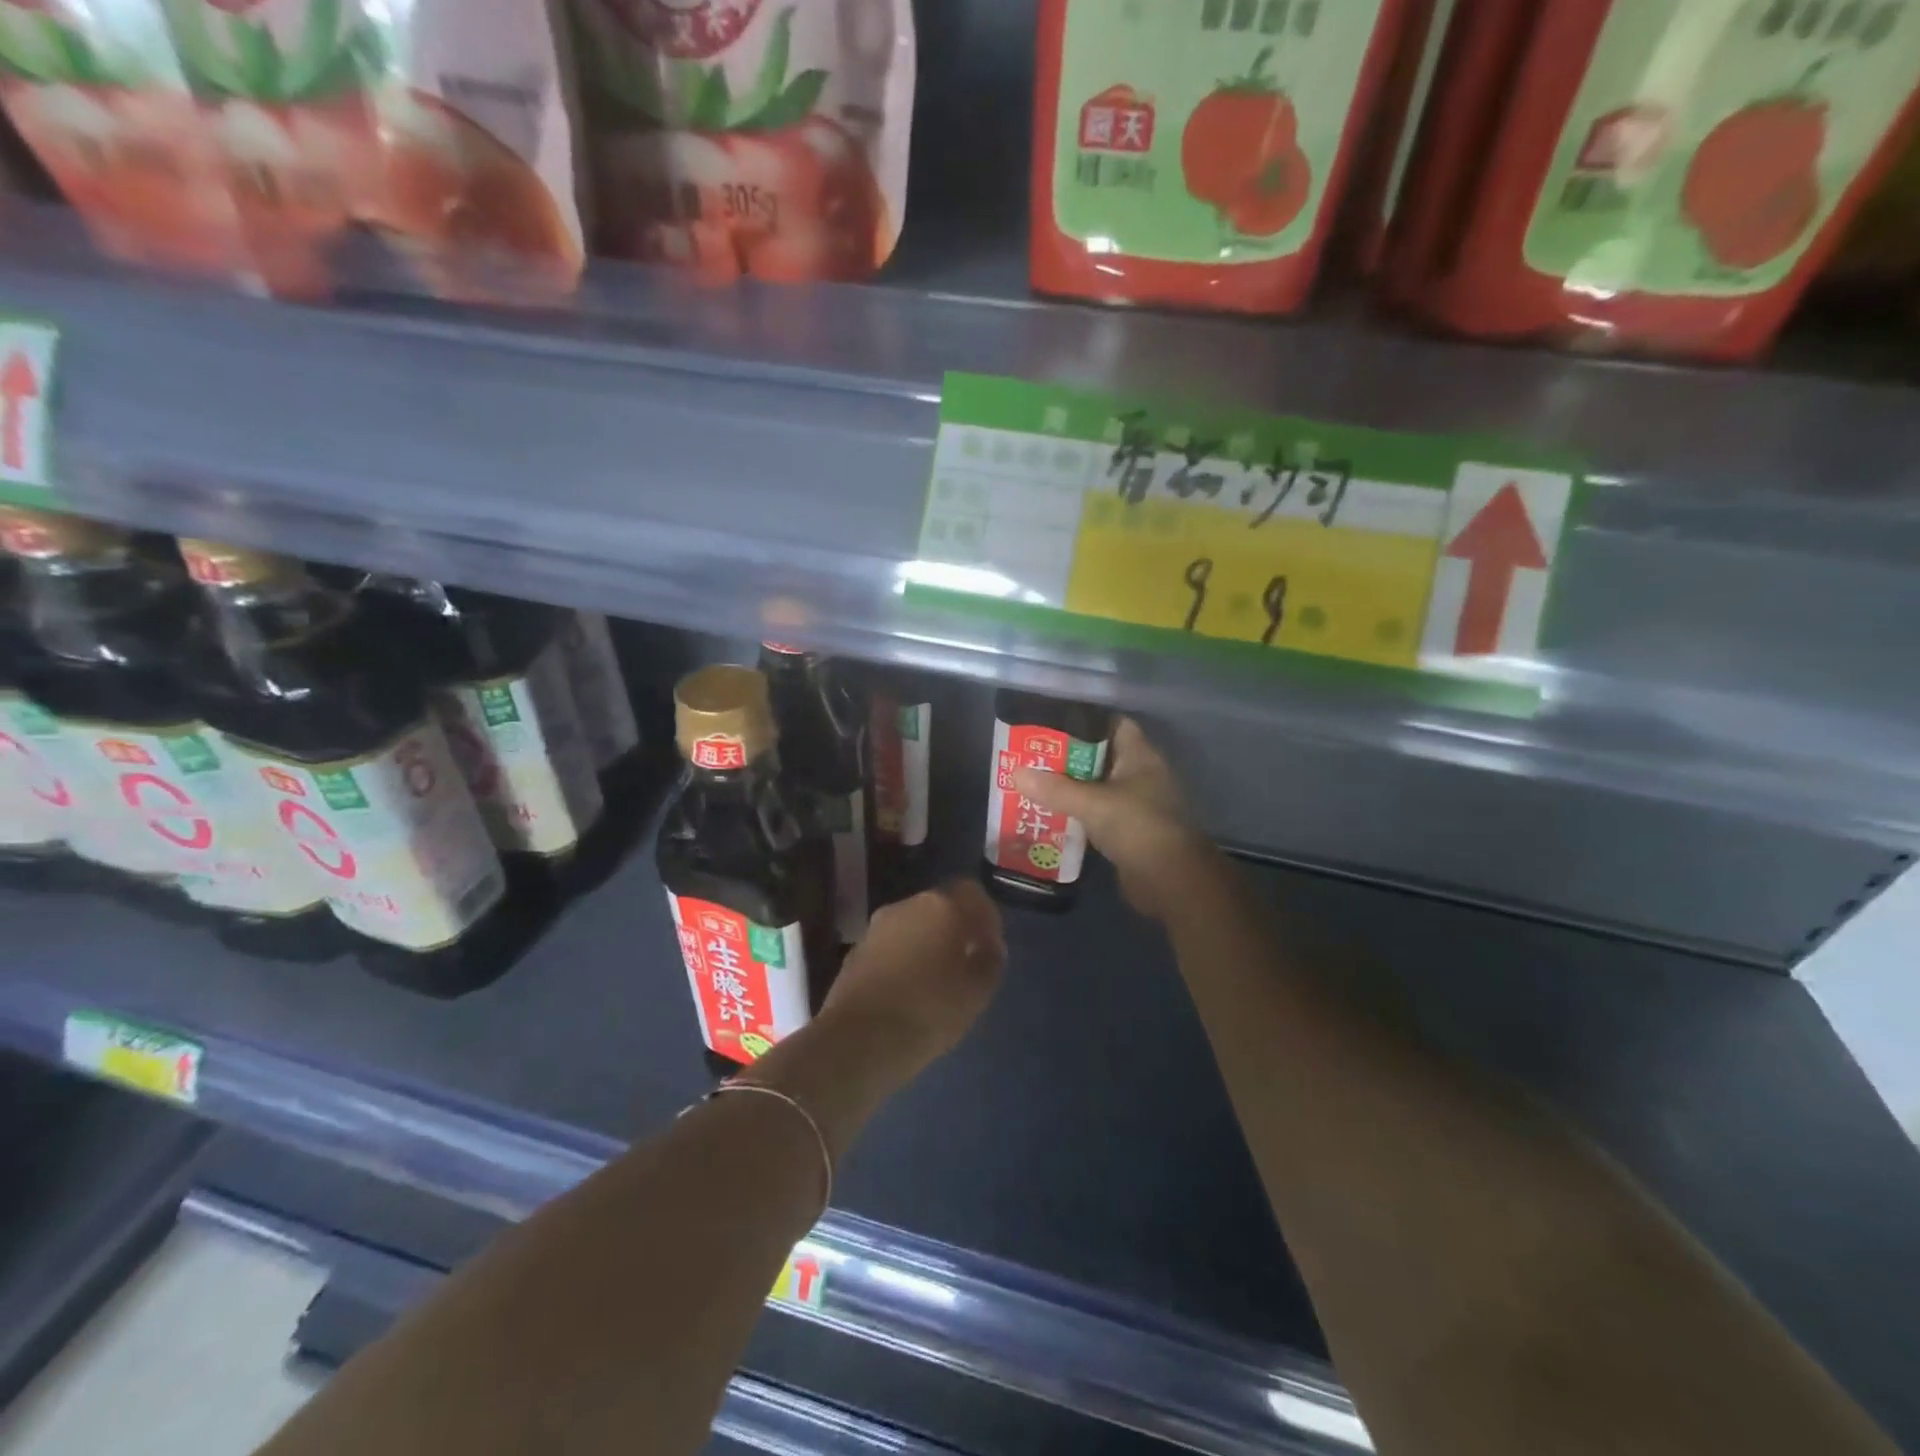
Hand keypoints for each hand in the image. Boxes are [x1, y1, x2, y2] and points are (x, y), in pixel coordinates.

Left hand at [819, 879, 1006, 1073]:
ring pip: (912, 927)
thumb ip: (990, 961)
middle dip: (954, 930)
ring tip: (936, 981)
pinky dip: (903, 960)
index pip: (973, 893)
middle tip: (966, 964)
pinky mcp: (855, 952)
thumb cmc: (929, 1010)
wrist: (858, 1039)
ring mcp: (876, 927)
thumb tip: (988, 946)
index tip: (992, 946)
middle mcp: (907, 906)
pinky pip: (890, 947)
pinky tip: (907, 992)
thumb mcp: (977, 991)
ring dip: (926, 945)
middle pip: (940, 907)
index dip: (986, 917)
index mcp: (942, 907)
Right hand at [1014, 718, 1215, 921]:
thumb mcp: (1091, 803)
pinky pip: (1098, 814)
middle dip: (1068, 758)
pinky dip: (1078, 814)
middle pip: (1100, 757)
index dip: (1084, 721)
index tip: (1050, 725)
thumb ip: (1054, 789)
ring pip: (1098, 787)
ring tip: (1034, 785)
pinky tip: (1050, 816)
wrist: (1171, 880)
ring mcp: (1137, 804)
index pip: (1113, 724)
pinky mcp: (1130, 831)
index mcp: (1140, 756)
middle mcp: (1141, 775)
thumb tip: (1016, 773)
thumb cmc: (1136, 827)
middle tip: (1032, 758)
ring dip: (1071, 788)